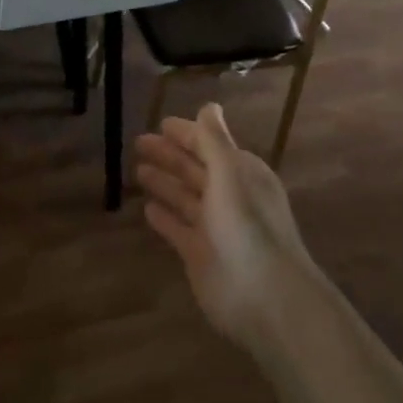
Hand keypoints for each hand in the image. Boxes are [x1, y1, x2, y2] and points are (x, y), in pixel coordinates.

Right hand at [135, 103, 314, 346]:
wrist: (265, 297)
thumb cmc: (247, 227)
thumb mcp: (230, 174)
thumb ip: (214, 141)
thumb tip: (209, 105)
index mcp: (242, 174)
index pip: (209, 145)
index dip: (186, 134)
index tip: (160, 124)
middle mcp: (229, 197)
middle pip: (195, 169)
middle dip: (170, 155)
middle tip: (138, 142)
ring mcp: (214, 228)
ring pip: (185, 197)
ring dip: (165, 182)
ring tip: (138, 170)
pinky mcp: (200, 255)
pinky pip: (178, 229)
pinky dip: (164, 217)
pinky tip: (147, 208)